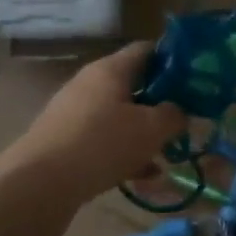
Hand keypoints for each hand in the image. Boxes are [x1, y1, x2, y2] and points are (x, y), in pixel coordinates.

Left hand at [7, 43, 183, 205]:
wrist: (39, 185)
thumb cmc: (102, 144)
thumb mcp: (151, 129)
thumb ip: (174, 115)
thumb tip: (180, 111)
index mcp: (110, 69)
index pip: (147, 50)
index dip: (174, 60)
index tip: (196, 78)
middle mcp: (90, 85)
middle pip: (134, 85)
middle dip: (162, 103)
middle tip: (186, 120)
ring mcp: (75, 114)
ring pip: (121, 117)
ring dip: (145, 133)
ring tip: (169, 154)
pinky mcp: (66, 142)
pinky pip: (105, 141)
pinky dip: (126, 154)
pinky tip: (145, 175)